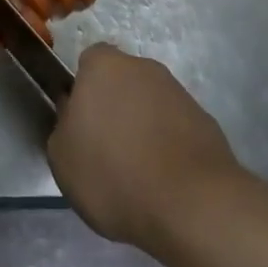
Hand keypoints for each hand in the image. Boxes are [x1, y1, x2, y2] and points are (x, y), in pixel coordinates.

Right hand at [47, 43, 243, 251]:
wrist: (191, 204)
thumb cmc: (114, 174)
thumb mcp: (62, 158)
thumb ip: (63, 126)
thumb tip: (75, 116)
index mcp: (104, 66)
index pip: (88, 62)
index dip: (83, 90)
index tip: (81, 124)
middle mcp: (143, 67)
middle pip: (122, 81)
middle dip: (115, 107)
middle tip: (107, 149)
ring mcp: (178, 92)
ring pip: (150, 104)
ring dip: (143, 127)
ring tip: (139, 173)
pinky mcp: (205, 120)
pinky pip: (175, 128)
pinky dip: (169, 146)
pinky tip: (165, 181)